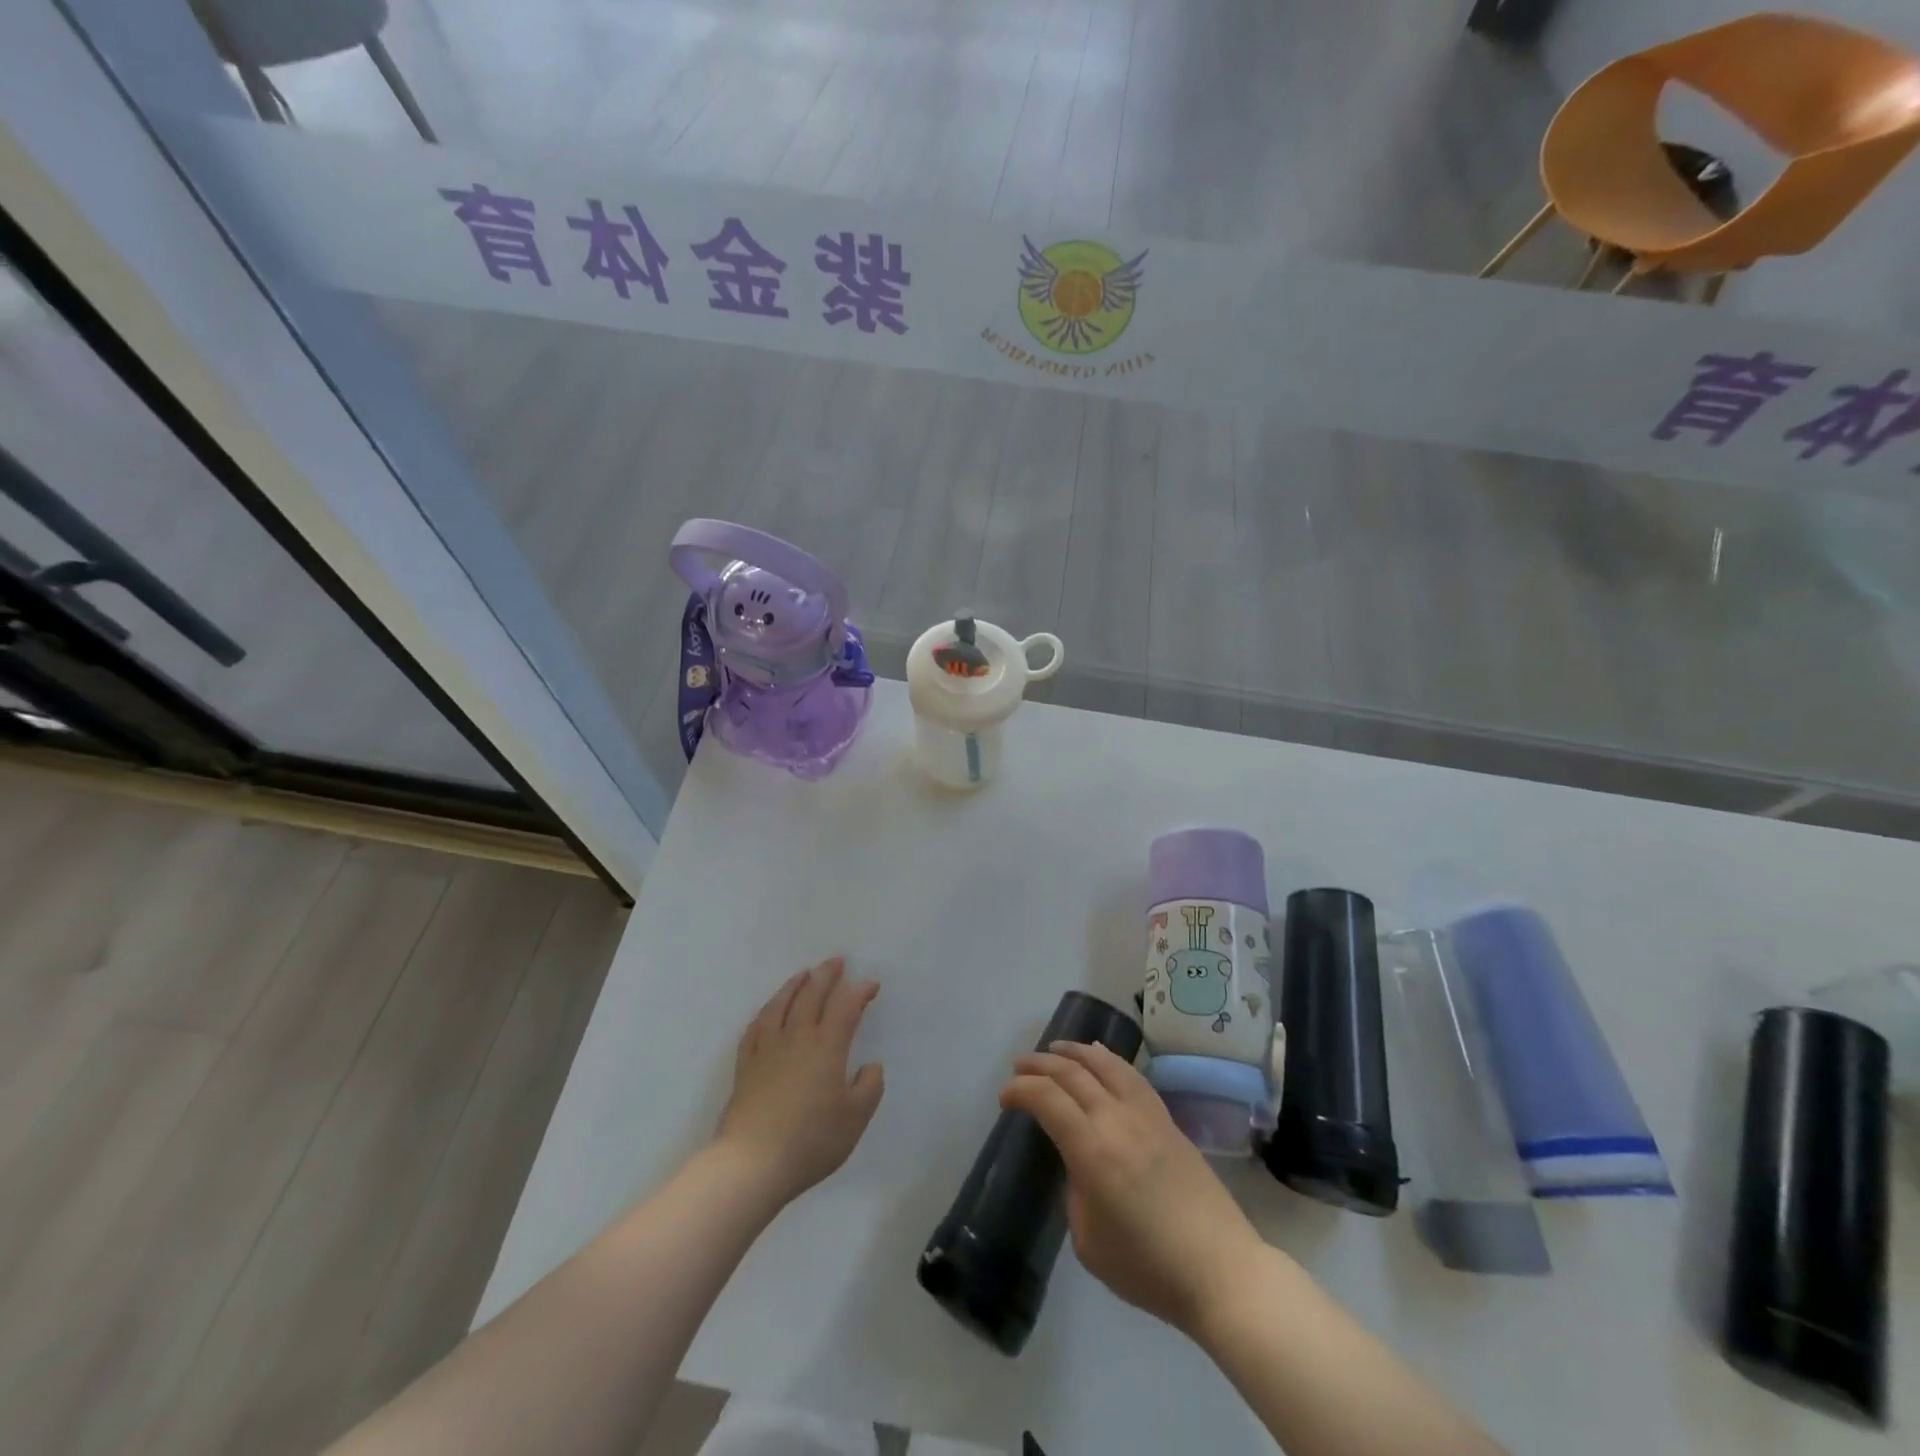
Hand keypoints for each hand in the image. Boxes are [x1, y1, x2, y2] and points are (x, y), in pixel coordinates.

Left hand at [714, 957, 883, 1207]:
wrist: (751, 1164)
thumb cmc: (810, 1140)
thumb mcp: (855, 1119)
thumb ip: (869, 1087)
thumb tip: (869, 1066)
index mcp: (827, 1046)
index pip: (846, 1007)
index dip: (859, 992)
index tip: (871, 985)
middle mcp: (797, 1038)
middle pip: (811, 996)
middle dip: (826, 975)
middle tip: (836, 961)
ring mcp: (767, 1049)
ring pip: (781, 1005)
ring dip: (795, 985)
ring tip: (803, 974)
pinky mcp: (745, 1066)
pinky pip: (755, 1028)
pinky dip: (765, 1012)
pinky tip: (768, 1011)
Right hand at [1000, 1041, 1265, 1335]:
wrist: (1221, 1271)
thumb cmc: (1148, 1268)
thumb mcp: (1089, 1241)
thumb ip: (1075, 1192)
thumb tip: (1079, 1166)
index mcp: (1092, 1151)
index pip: (1047, 1100)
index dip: (1020, 1091)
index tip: (1005, 1098)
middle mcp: (1117, 1120)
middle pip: (1072, 1073)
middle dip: (1040, 1064)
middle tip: (1019, 1066)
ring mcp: (1146, 1115)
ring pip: (1104, 1064)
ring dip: (1073, 1052)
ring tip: (1054, 1048)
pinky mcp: (1167, 1119)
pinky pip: (1131, 1075)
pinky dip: (1108, 1059)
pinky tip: (1099, 1056)